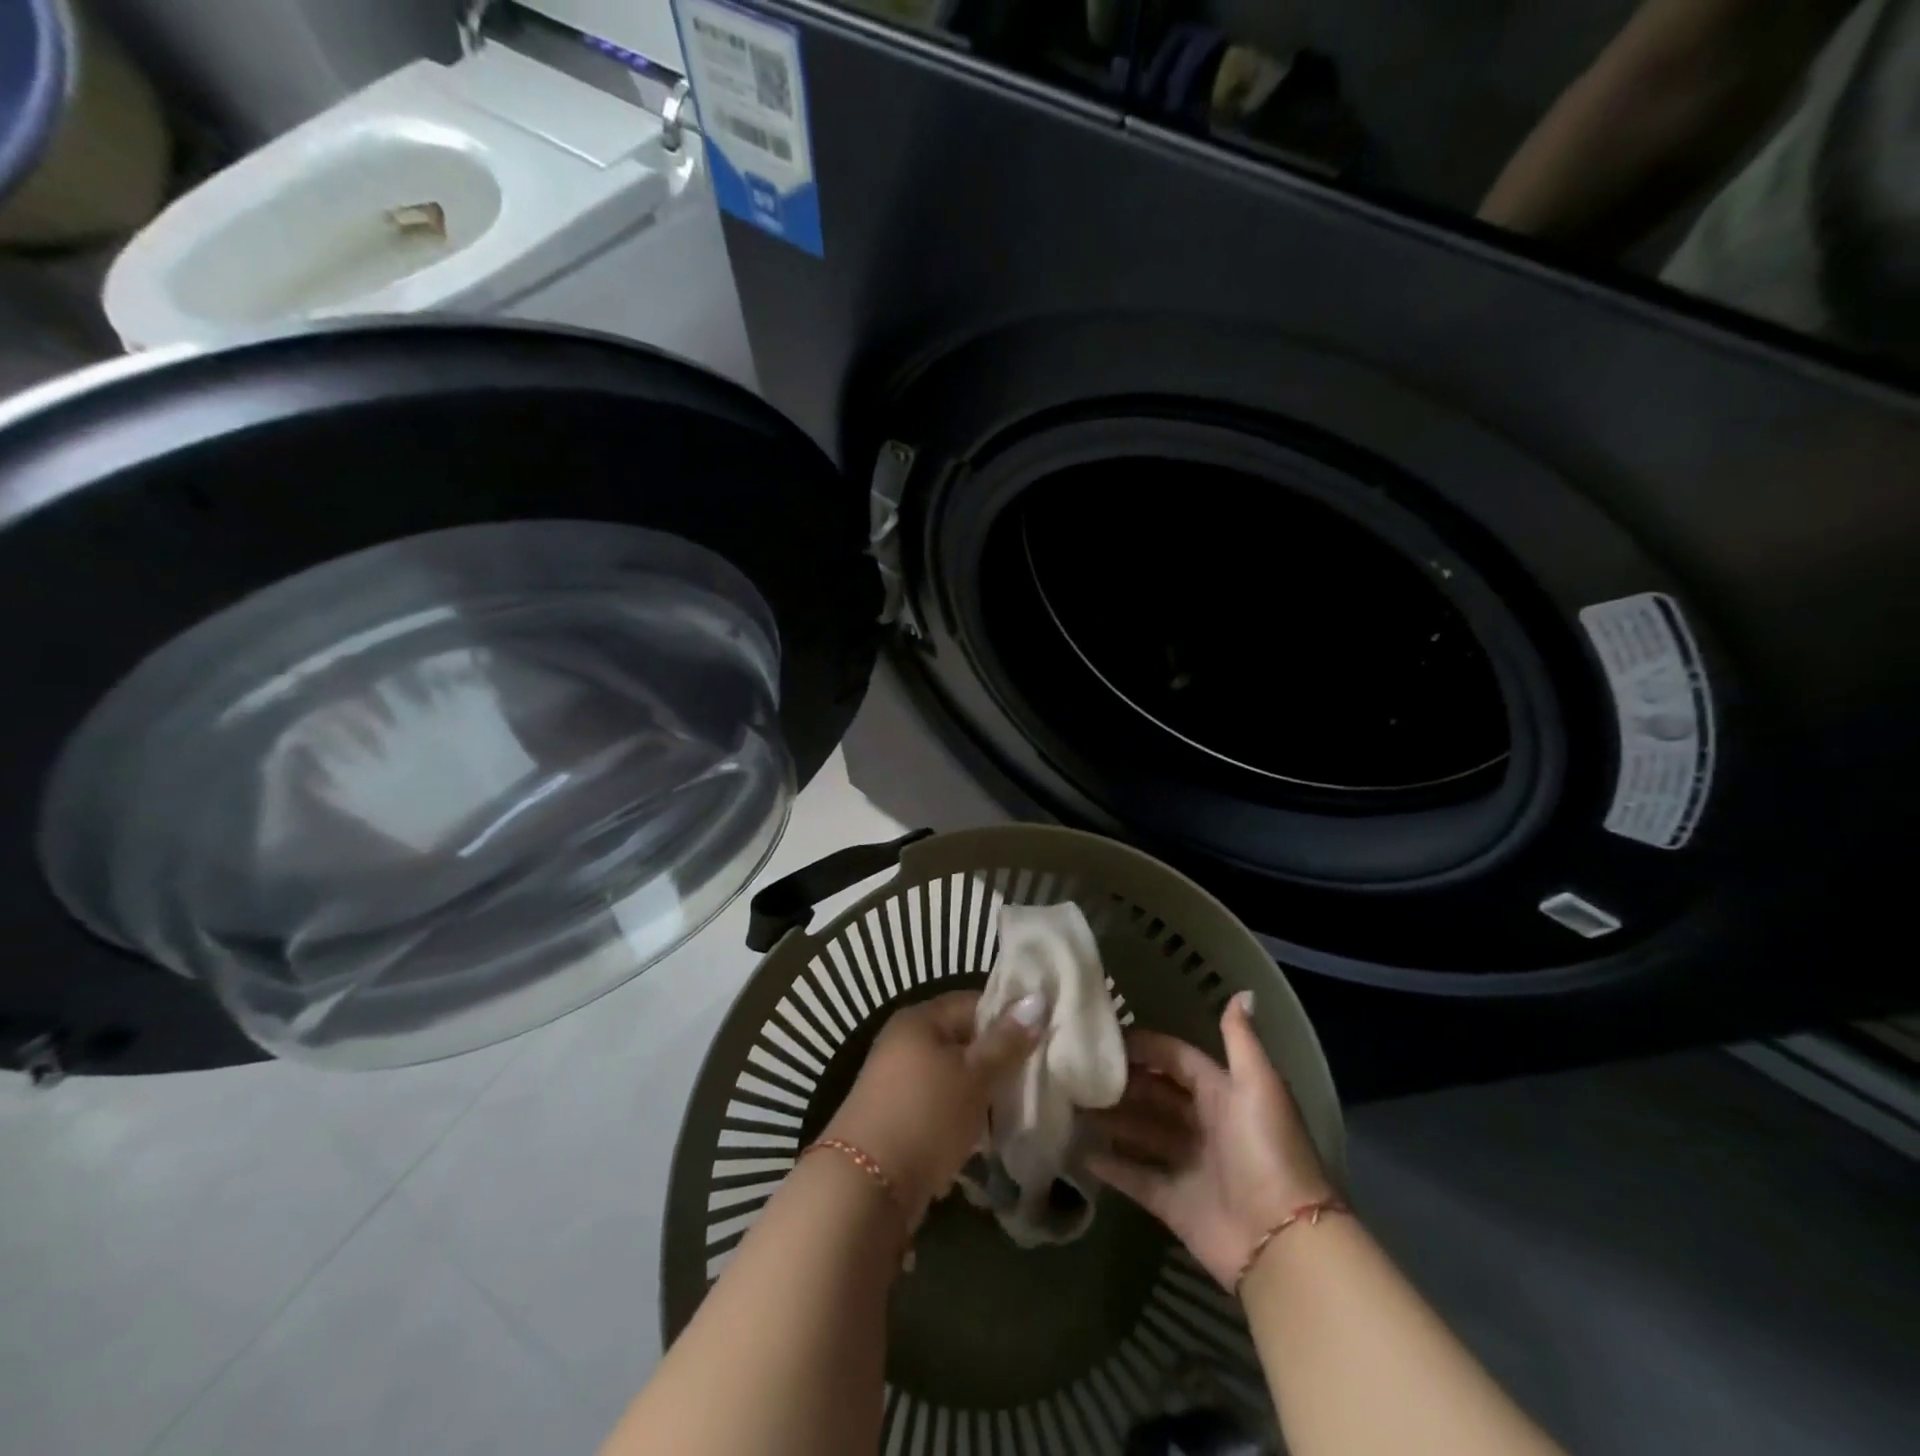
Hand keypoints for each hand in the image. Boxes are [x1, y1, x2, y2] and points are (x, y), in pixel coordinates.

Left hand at [823, 989, 1046, 1227]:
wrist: (865, 1187)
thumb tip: (1037, 1000)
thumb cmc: (925, 1115)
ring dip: (982, 1093)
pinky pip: (940, 1106)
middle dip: (998, 1061)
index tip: (1042, 1040)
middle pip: (964, 1041)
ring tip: (1016, 1110)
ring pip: (954, 1077)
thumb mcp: (973, 1076)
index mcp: (920, 1019)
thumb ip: (1006, 1041)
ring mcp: (898, 1082)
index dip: (1009, 1018)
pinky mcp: (898, 1118)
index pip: (974, 1003)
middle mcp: (905, 1042)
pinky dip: (963, 1117)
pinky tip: (987, 1137)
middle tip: (1035, 1079)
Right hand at [1088, 991, 1335, 1289]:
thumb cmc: (1267, 1151)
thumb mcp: (1258, 1086)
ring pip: (1141, 1132)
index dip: (1145, 1047)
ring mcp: (1187, 1164)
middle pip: (1155, 1094)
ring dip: (1111, 1120)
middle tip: (1077, 1071)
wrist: (1284, 1243)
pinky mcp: (1173, 1202)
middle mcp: (1203, 1124)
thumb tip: (1242, 991)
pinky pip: (1136, 1176)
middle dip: (1122, 1083)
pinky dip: (1111, 1165)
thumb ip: (1241, 1040)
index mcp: (1223, 1093)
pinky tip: (1078, 1151)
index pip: (1177, 1059)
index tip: (1104, 1037)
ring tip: (1070, 1104)